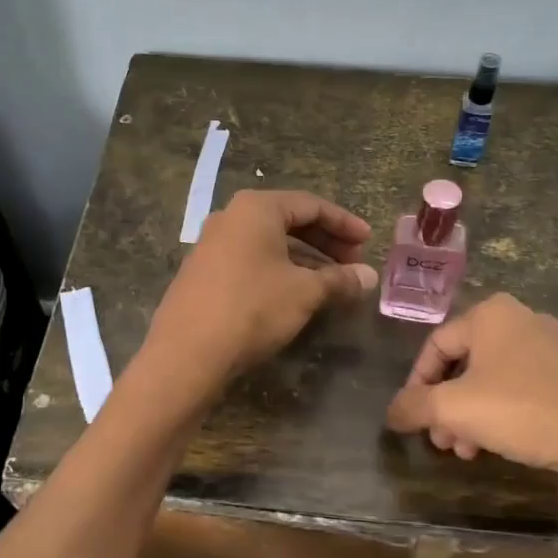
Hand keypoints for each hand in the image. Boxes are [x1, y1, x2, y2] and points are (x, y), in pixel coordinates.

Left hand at [144, 190, 377, 385]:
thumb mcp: (305, 292)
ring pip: (269, 242)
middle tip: (354, 263)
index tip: (369, 241)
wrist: (187, 353)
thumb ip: (340, 279)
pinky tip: (296, 294)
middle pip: (289, 220)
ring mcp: (212, 244)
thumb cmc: (252, 308)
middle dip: (326, 241)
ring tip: (331, 282)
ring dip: (304, 258)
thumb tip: (370, 277)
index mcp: (256, 208)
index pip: (311, 205)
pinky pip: (251, 259)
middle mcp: (231, 217)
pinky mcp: (203, 272)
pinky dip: (279, 270)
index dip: (345, 223)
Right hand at [385, 293, 557, 528]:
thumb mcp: (456, 409)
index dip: (416, 383)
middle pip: (466, 363)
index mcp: (491, 314)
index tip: (411, 419)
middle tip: (441, 442)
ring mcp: (556, 345)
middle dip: (447, 406)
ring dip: (474, 415)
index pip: (435, 345)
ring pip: (496, 379)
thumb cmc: (525, 411)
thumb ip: (415, 406)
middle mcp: (523, 319)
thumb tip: (392, 412)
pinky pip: (527, 388)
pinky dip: (506, 414)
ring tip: (469, 452)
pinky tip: (505, 446)